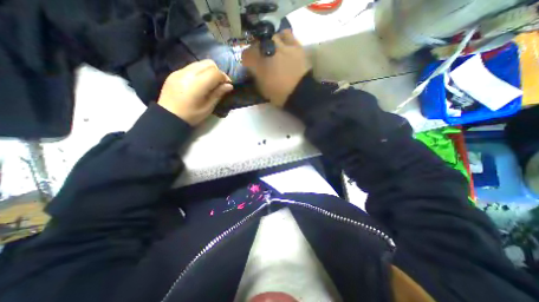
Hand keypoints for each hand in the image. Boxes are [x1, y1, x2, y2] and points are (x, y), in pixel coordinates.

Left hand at [156, 59, 230, 125]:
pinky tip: (199, 83)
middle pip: (208, 63)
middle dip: (217, 72)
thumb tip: (229, 85)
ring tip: (210, 82)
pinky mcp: (175, 72)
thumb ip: (218, 94)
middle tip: (219, 83)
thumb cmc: (191, 115)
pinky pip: (191, 67)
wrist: (168, 116)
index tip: (228, 85)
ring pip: (200, 63)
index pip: (215, 72)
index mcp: (197, 84)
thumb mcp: (208, 107)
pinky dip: (199, 72)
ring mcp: (179, 71)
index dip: (224, 77)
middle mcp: (188, 73)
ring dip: (209, 71)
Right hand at [241, 29, 309, 107]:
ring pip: (271, 36)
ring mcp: (282, 45)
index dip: (247, 60)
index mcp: (258, 63)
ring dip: (270, 43)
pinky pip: (286, 34)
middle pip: (257, 44)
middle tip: (261, 59)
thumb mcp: (263, 89)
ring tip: (273, 51)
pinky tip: (284, 45)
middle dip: (257, 51)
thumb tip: (254, 70)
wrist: (300, 93)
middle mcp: (268, 50)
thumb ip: (256, 77)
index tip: (250, 65)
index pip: (246, 55)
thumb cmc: (279, 94)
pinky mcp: (294, 45)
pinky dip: (283, 38)